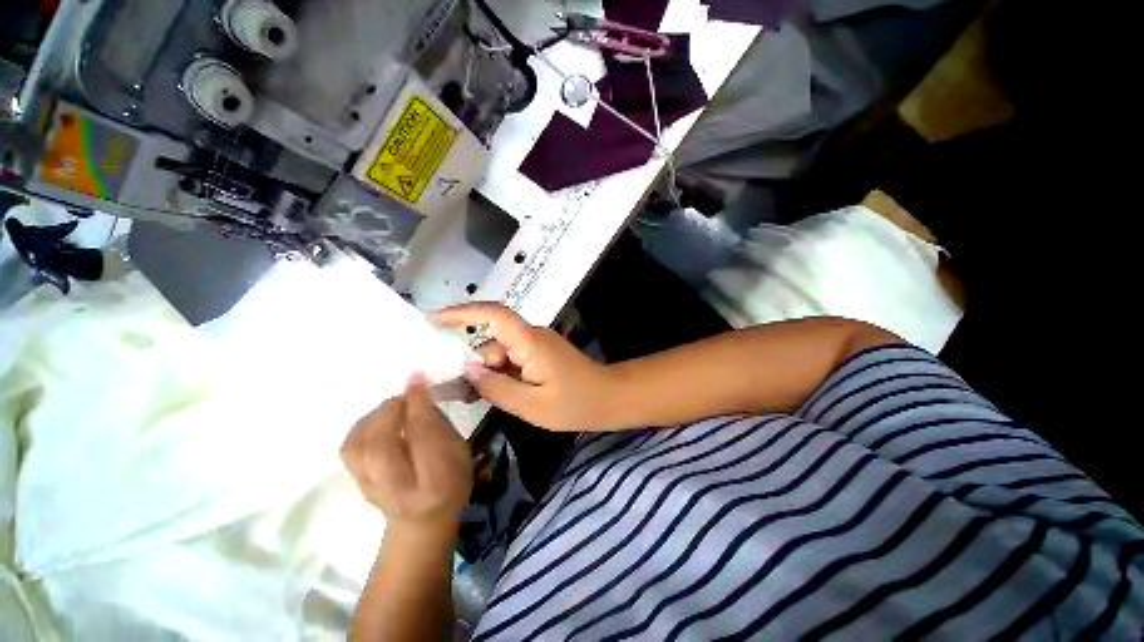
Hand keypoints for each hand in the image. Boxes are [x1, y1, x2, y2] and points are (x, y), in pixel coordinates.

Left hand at [341, 377, 472, 530]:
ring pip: (358, 447)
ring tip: (392, 406)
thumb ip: (439, 423)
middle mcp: (398, 489)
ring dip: (375, 417)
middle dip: (391, 410)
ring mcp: (371, 489)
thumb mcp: (458, 450)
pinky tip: (377, 420)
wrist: (422, 522)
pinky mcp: (355, 483)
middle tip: (405, 394)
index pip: (423, 438)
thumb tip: (419, 392)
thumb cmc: (452, 481)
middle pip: (381, 445)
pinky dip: (361, 427)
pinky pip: (349, 448)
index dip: (418, 405)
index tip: (418, 378)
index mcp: (436, 481)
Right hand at [433, 303, 617, 430]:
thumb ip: (496, 387)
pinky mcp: (541, 353)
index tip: (434, 319)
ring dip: (489, 372)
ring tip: (476, 398)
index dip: (463, 313)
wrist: (608, 398)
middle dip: (474, 363)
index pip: (494, 315)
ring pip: (502, 352)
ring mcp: (538, 344)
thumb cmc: (574, 404)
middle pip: (493, 341)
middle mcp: (532, 336)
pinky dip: (502, 374)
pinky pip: (513, 358)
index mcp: (530, 342)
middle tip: (455, 390)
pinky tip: (497, 393)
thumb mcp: (531, 404)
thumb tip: (467, 369)